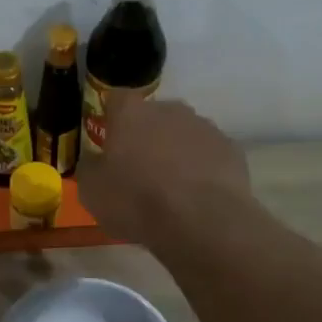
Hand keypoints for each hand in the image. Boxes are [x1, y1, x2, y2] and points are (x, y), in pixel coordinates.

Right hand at [80, 95, 250, 245]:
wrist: (202, 222)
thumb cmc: (137, 202)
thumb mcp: (92, 192)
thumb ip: (90, 168)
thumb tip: (95, 161)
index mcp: (131, 113)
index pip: (116, 99)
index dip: (112, 119)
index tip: (110, 143)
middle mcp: (169, 110)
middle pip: (153, 116)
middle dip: (146, 136)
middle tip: (139, 170)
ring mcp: (204, 127)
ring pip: (183, 134)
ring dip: (176, 152)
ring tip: (172, 188)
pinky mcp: (231, 148)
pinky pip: (209, 154)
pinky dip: (202, 168)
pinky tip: (197, 196)